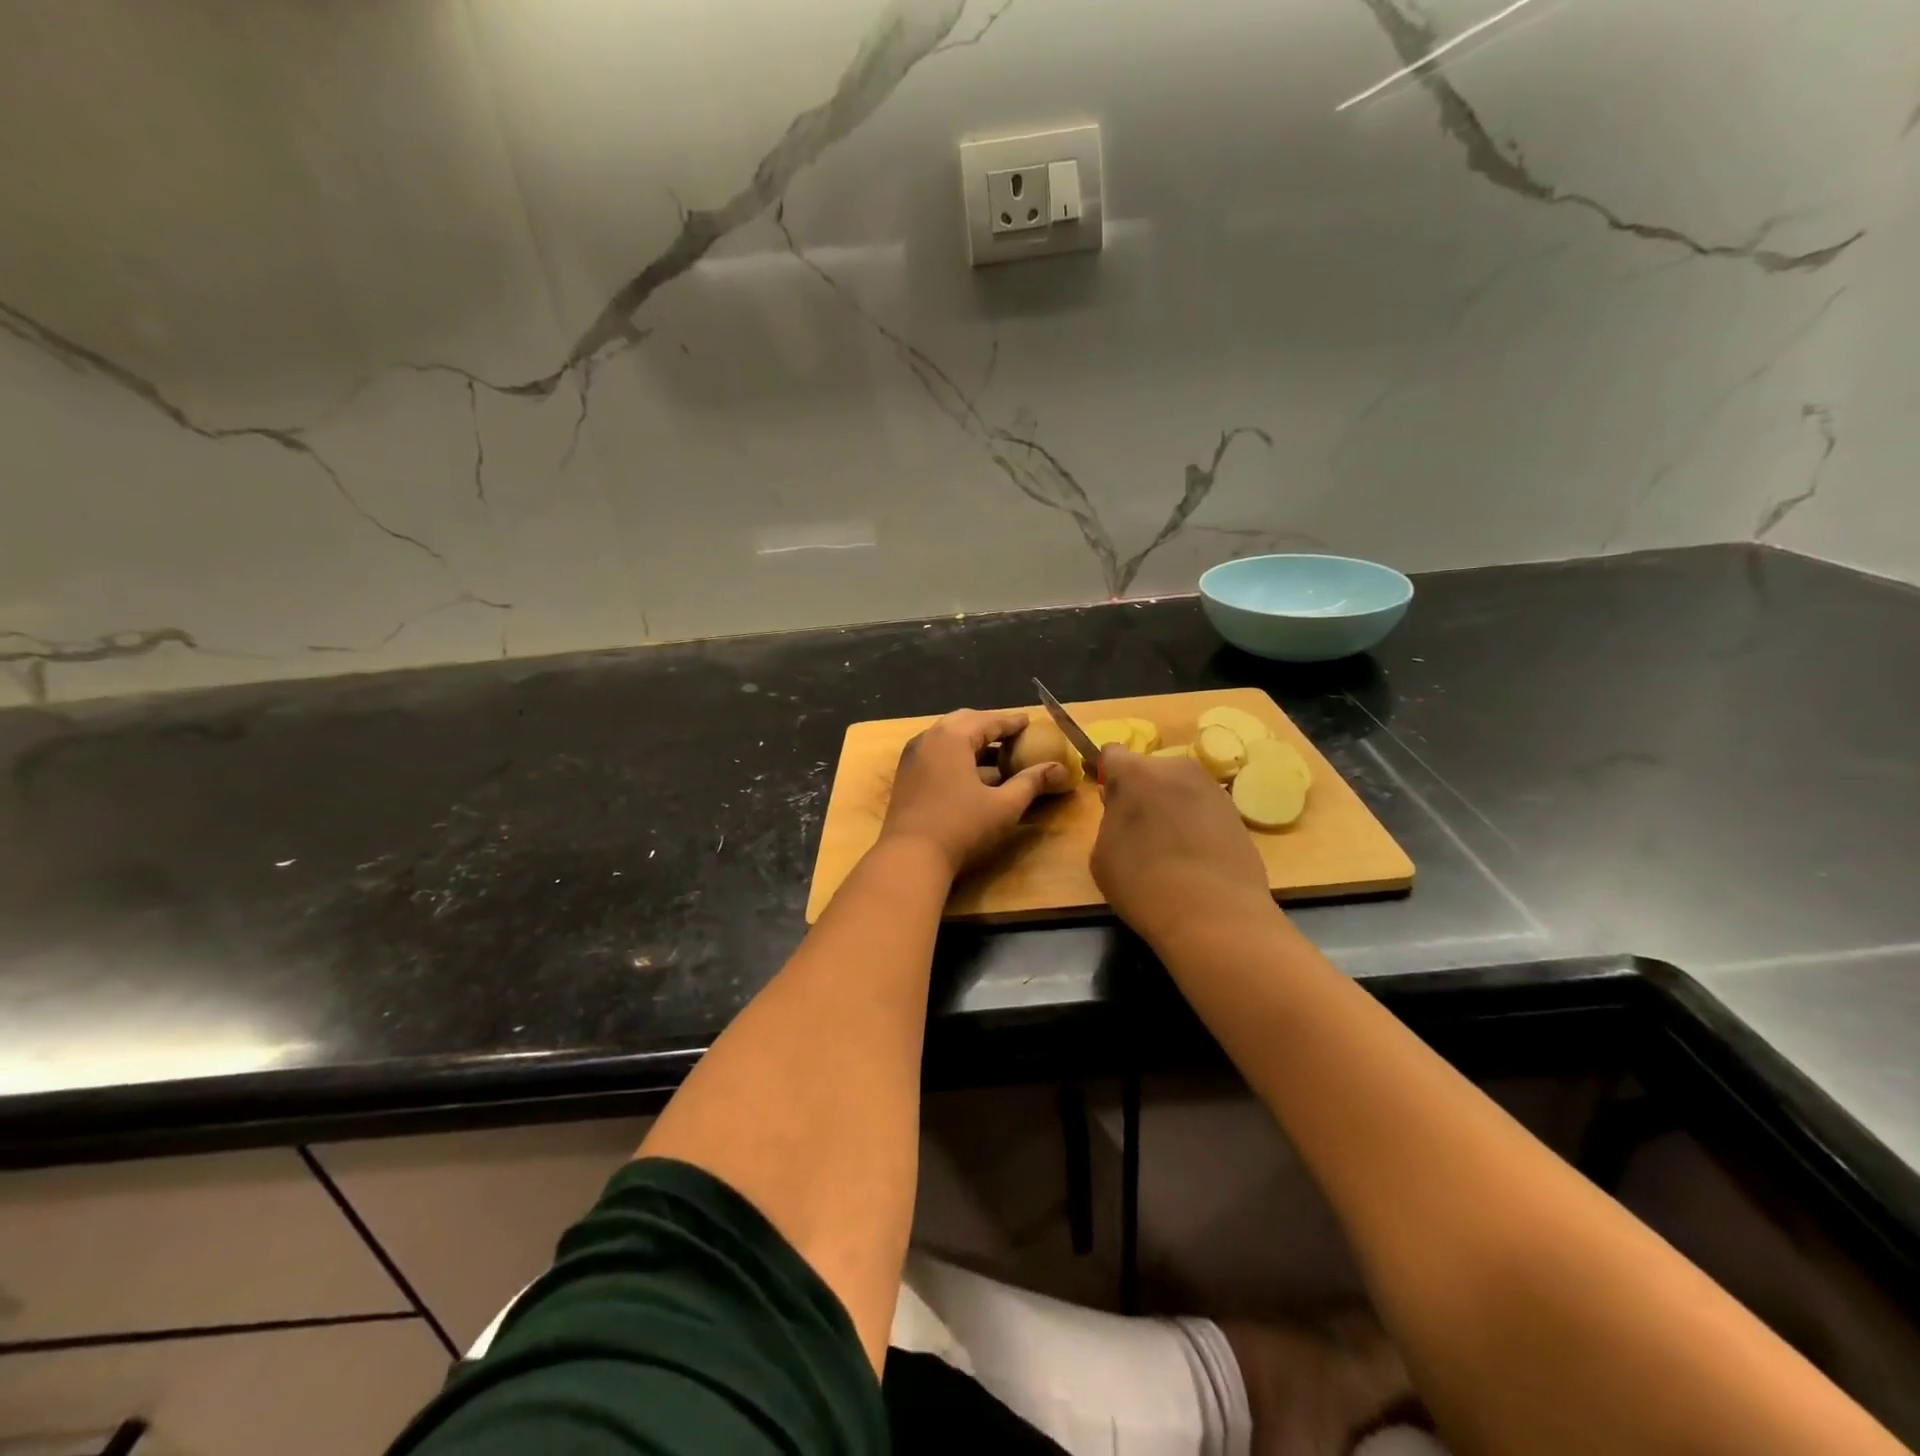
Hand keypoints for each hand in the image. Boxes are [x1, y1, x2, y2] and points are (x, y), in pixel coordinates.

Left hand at [879, 709, 1067, 875]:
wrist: (909, 857)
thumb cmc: (961, 827)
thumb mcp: (1004, 806)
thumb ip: (1032, 782)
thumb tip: (1061, 769)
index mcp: (952, 737)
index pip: (989, 721)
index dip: (1012, 722)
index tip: (1029, 722)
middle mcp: (929, 738)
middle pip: (964, 722)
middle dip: (989, 727)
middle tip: (1012, 736)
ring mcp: (913, 756)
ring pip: (946, 737)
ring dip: (971, 741)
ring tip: (994, 755)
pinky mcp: (906, 774)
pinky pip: (935, 752)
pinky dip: (955, 754)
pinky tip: (970, 774)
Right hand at [1092, 745, 1276, 944]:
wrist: (1215, 915)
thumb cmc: (1143, 883)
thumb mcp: (1103, 854)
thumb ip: (1110, 818)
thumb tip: (1122, 805)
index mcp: (1135, 773)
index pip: (1112, 754)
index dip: (1107, 775)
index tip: (1109, 802)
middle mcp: (1176, 768)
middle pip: (1149, 770)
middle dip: (1142, 791)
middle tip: (1139, 830)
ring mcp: (1212, 788)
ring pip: (1179, 788)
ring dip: (1171, 805)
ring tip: (1170, 847)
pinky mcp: (1236, 812)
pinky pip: (1203, 808)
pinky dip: (1196, 822)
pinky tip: (1195, 857)